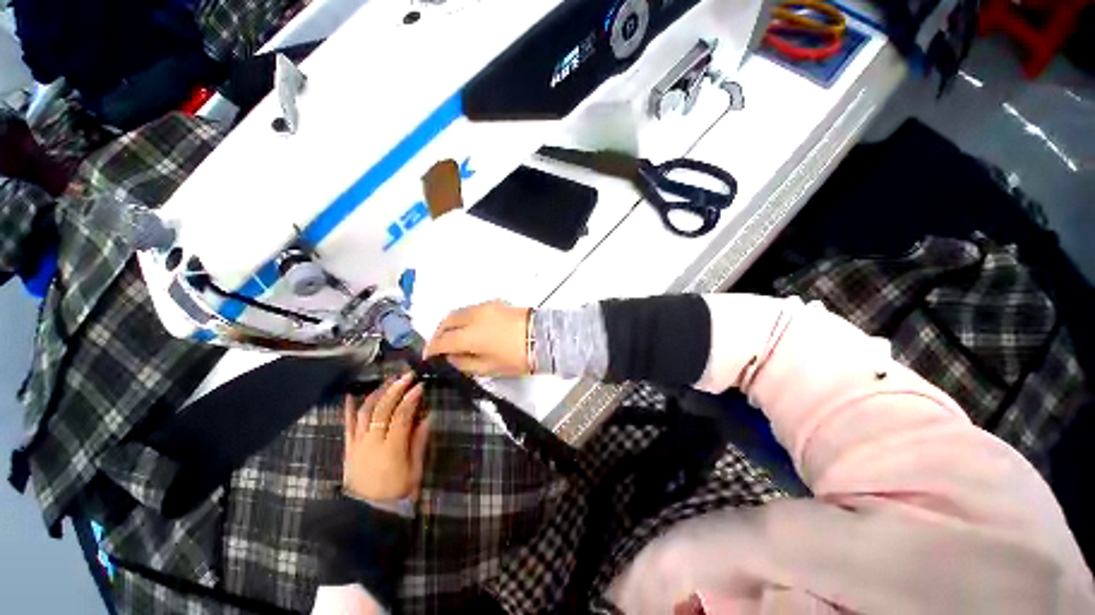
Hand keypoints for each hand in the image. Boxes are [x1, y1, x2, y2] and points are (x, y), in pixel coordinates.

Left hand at [343, 373, 429, 501]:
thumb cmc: (398, 493)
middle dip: (395, 389)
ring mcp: (358, 444)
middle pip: (382, 409)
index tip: (420, 385)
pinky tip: (351, 395)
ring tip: (388, 380)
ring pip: (365, 412)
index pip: (401, 416)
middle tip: (407, 375)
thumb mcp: (415, 471)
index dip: (411, 399)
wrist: (367, 514)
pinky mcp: (348, 448)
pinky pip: (347, 425)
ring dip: (376, 393)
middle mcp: (372, 443)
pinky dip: (348, 409)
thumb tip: (426, 417)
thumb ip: (419, 443)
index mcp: (392, 449)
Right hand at [425, 300, 530, 376]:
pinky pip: (471, 309)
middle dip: (438, 333)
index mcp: (471, 335)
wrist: (544, 337)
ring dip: (450, 324)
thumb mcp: (489, 368)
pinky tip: (468, 328)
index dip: (432, 350)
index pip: (443, 340)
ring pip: (458, 312)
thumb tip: (450, 357)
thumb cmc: (517, 358)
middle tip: (438, 346)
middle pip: (447, 320)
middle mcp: (474, 316)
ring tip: (452, 338)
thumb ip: (464, 363)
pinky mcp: (495, 302)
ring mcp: (485, 306)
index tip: (428, 358)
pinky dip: (463, 318)